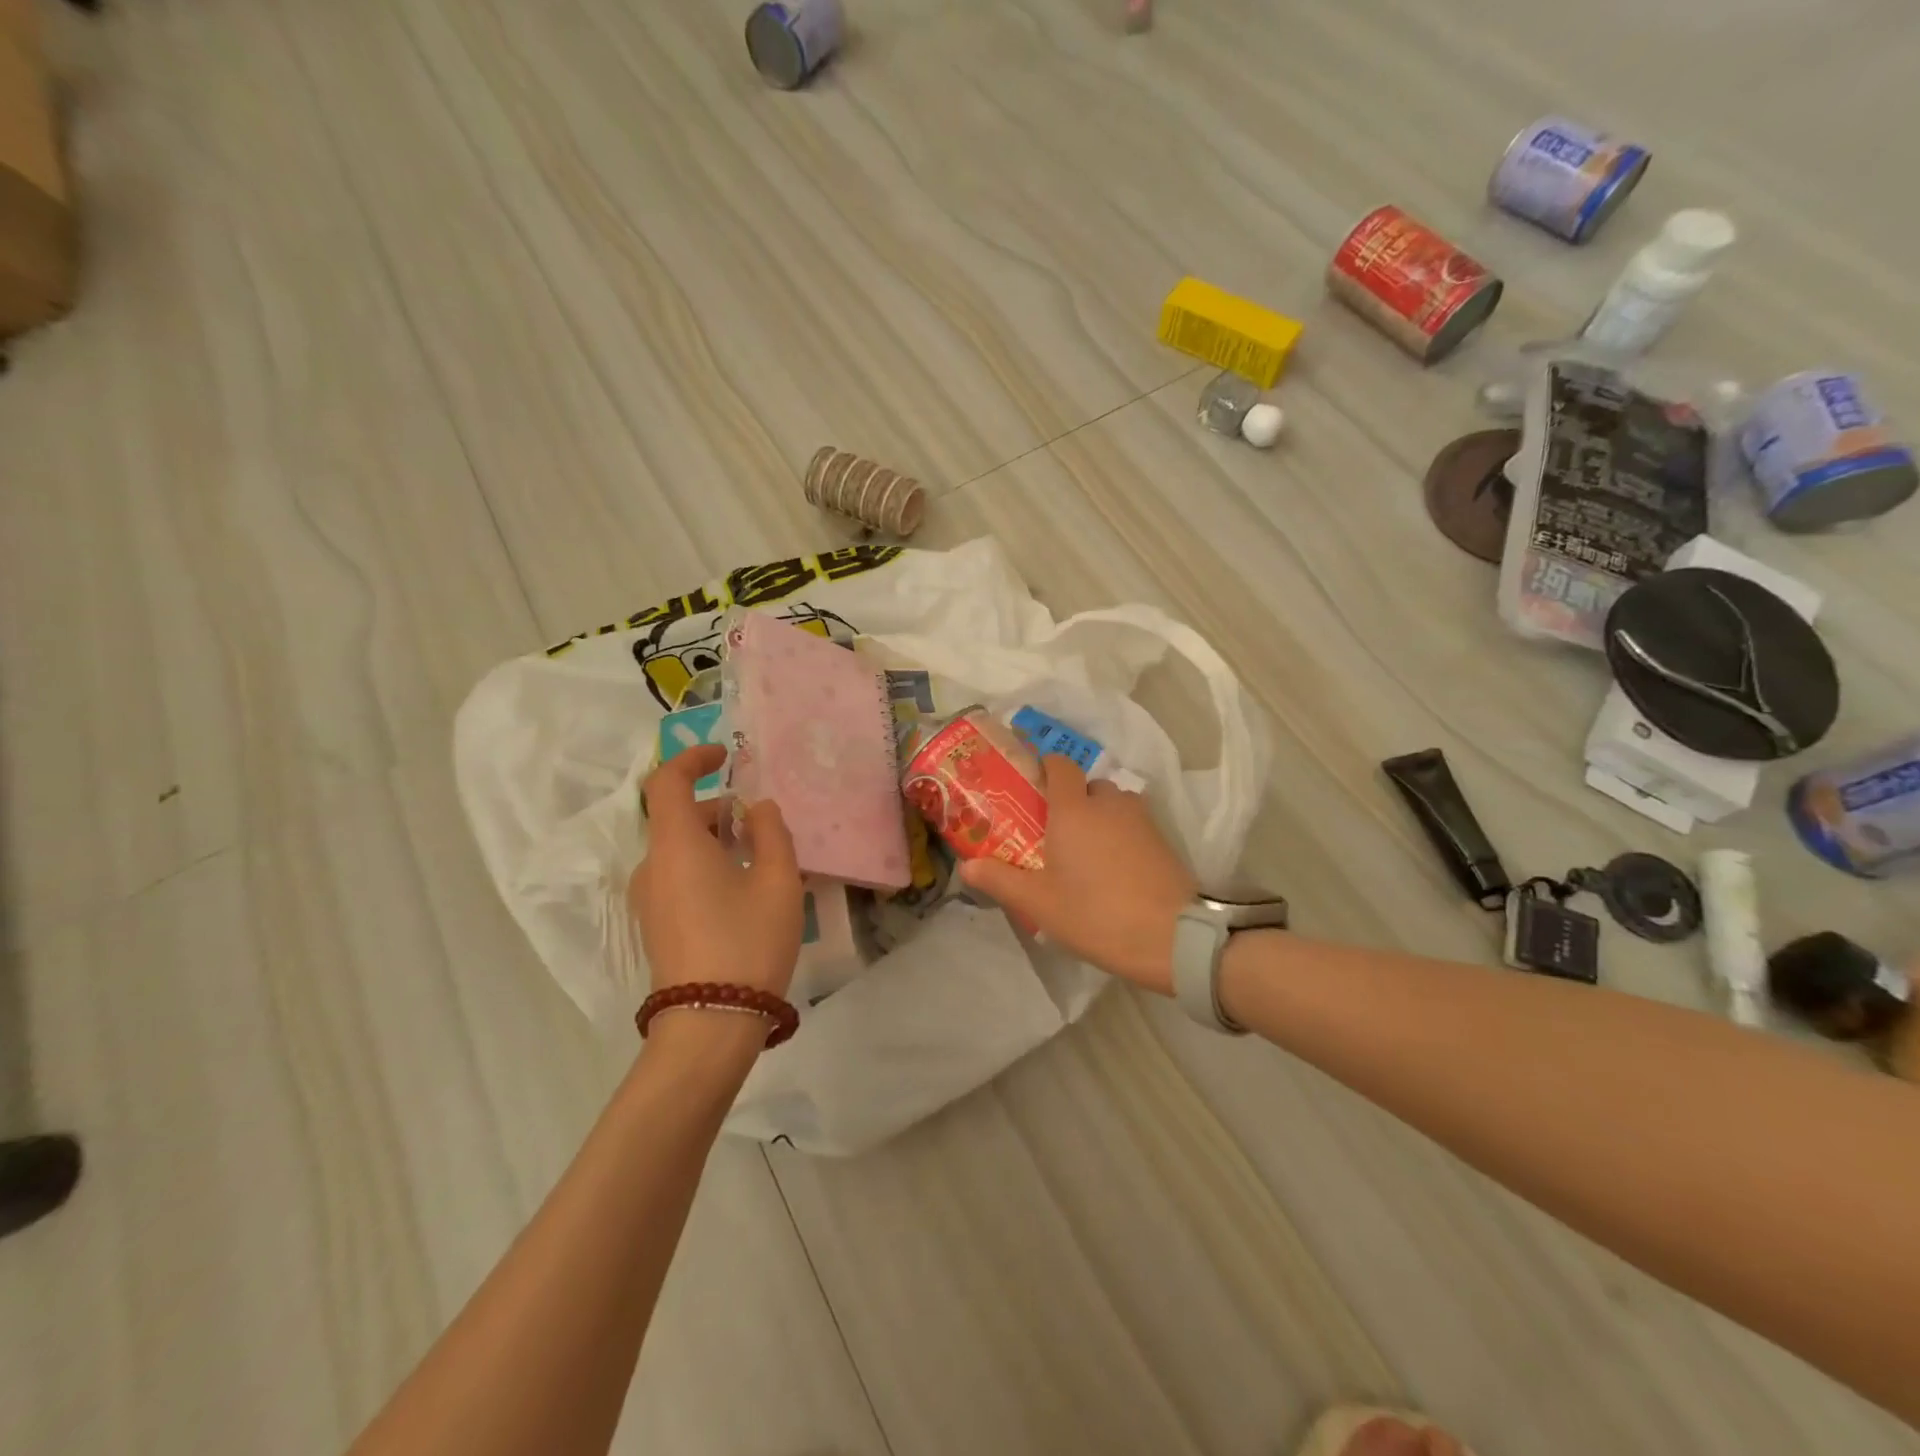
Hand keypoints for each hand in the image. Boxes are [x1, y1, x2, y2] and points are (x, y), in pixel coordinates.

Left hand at [628, 746, 804, 998]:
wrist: (709, 1025)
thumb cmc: (747, 941)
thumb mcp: (778, 881)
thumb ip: (772, 833)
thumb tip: (758, 809)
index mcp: (676, 845)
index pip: (668, 782)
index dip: (693, 759)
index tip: (725, 756)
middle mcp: (652, 866)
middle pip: (679, 818)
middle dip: (719, 810)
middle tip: (764, 824)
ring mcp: (649, 899)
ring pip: (681, 850)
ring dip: (717, 841)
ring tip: (764, 861)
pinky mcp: (656, 925)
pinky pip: (679, 876)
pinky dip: (708, 866)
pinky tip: (745, 893)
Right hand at [960, 756, 1194, 993]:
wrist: (1172, 937)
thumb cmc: (1096, 914)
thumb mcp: (1039, 903)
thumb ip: (1000, 879)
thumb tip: (966, 866)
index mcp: (1073, 809)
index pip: (1059, 765)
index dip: (1044, 768)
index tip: (1030, 788)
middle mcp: (1108, 803)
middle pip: (1086, 786)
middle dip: (1070, 801)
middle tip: (1053, 834)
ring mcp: (1141, 819)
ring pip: (1113, 804)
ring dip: (1098, 818)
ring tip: (1084, 853)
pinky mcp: (1163, 839)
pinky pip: (1133, 824)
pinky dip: (1121, 835)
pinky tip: (1113, 869)